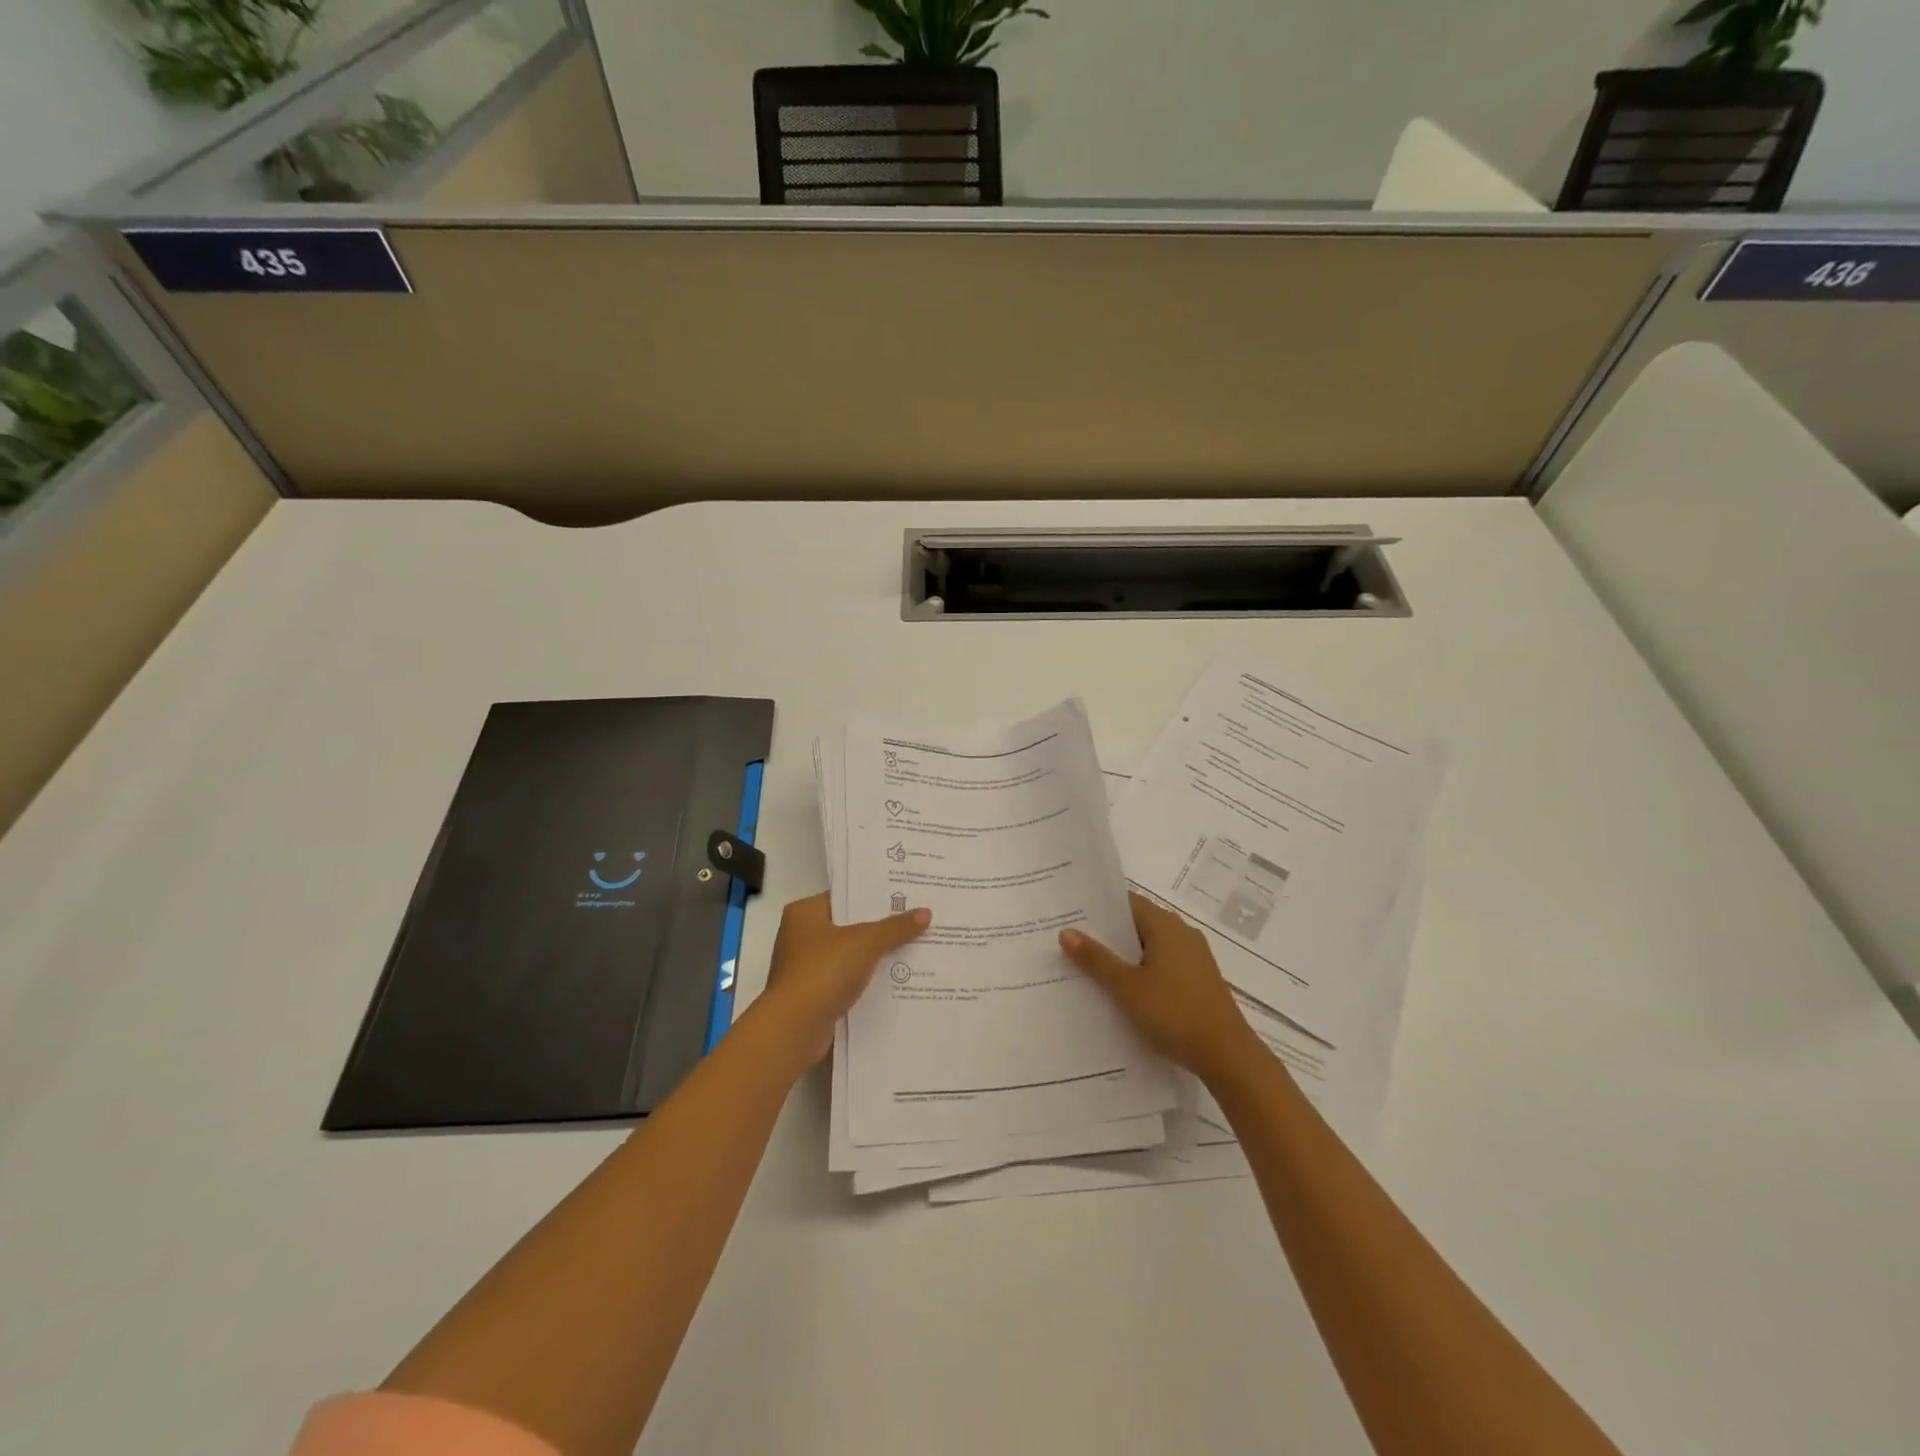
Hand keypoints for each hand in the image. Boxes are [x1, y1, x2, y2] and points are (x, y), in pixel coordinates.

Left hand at [759, 893, 930, 1067]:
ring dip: (877, 956)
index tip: (906, 895)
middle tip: (918, 919)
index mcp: (805, 913)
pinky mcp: (815, 994)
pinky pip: (848, 979)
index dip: (875, 896)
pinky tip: (898, 979)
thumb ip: (895, 927)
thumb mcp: (865, 942)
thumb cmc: (823, 971)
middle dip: (881, 927)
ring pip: (851, 954)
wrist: (794, 1028)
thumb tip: (926, 912)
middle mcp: (801, 936)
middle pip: (850, 925)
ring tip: (916, 947)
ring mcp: (806, 967)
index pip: (845, 895)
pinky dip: (868, 980)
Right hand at [1060, 893, 1261, 1078]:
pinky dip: (1142, 971)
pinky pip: (1163, 966)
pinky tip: (1123, 991)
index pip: (1126, 903)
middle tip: (1071, 942)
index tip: (1071, 915)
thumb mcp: (1127, 986)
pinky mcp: (1199, 980)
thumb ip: (1096, 958)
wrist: (1227, 1055)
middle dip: (1107, 934)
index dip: (1098, 908)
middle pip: (1137, 924)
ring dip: (1124, 956)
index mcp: (1165, 925)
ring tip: (1089, 968)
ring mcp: (1194, 957)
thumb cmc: (1173, 1012)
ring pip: (1150, 947)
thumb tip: (1066, 931)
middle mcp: (1182, 933)